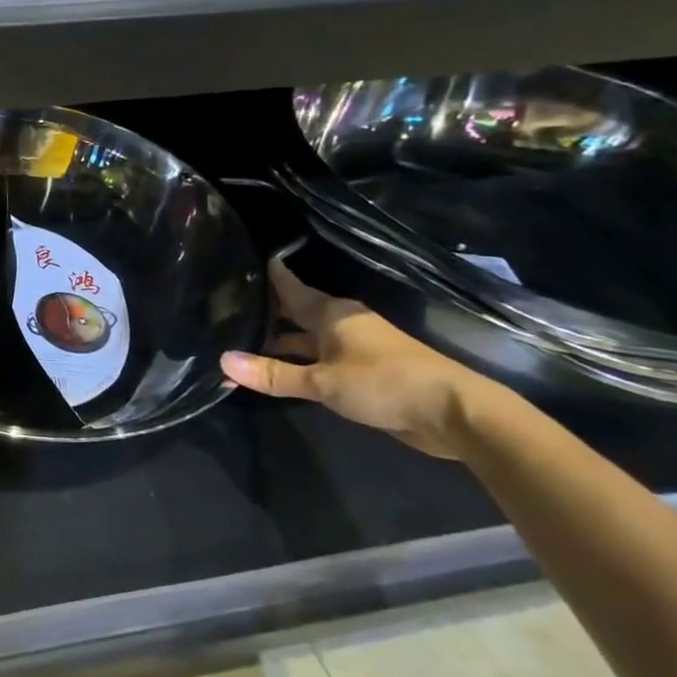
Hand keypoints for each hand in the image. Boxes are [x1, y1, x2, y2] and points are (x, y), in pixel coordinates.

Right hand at [220, 257, 488, 458]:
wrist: (454, 413)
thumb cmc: (384, 383)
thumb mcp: (322, 382)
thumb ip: (273, 374)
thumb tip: (222, 361)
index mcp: (331, 313)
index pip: (289, 286)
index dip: (265, 275)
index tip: (236, 263)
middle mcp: (341, 323)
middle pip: (294, 311)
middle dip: (264, 312)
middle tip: (224, 308)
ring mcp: (354, 346)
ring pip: (305, 337)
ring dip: (279, 342)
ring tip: (240, 342)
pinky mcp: (363, 371)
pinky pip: (318, 358)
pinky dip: (297, 361)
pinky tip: (276, 369)